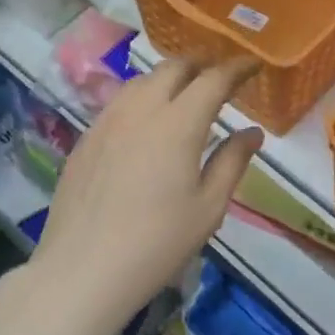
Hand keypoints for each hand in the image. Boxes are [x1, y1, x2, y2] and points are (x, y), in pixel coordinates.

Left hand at [29, 57, 263, 331]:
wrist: (82, 270)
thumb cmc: (157, 243)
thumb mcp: (208, 208)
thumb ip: (232, 162)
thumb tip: (252, 132)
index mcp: (178, 123)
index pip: (213, 79)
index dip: (236, 68)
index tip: (252, 66)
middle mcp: (141, 109)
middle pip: (174, 67)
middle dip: (201, 64)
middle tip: (219, 76)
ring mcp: (108, 120)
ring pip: (142, 80)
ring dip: (169, 77)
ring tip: (184, 92)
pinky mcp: (86, 137)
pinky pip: (119, 101)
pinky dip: (142, 96)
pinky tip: (146, 120)